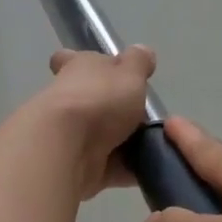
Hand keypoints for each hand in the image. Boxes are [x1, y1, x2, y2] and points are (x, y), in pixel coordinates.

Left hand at [23, 46, 156, 200]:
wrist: (67, 147)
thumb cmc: (99, 99)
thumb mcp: (129, 73)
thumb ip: (138, 63)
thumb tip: (142, 51)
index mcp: (77, 68)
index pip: (71, 59)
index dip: (81, 61)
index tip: (100, 70)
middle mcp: (69, 99)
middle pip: (90, 101)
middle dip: (113, 110)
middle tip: (144, 117)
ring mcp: (70, 134)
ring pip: (100, 135)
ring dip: (123, 141)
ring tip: (154, 145)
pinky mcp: (77, 165)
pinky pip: (108, 165)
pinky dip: (125, 169)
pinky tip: (148, 170)